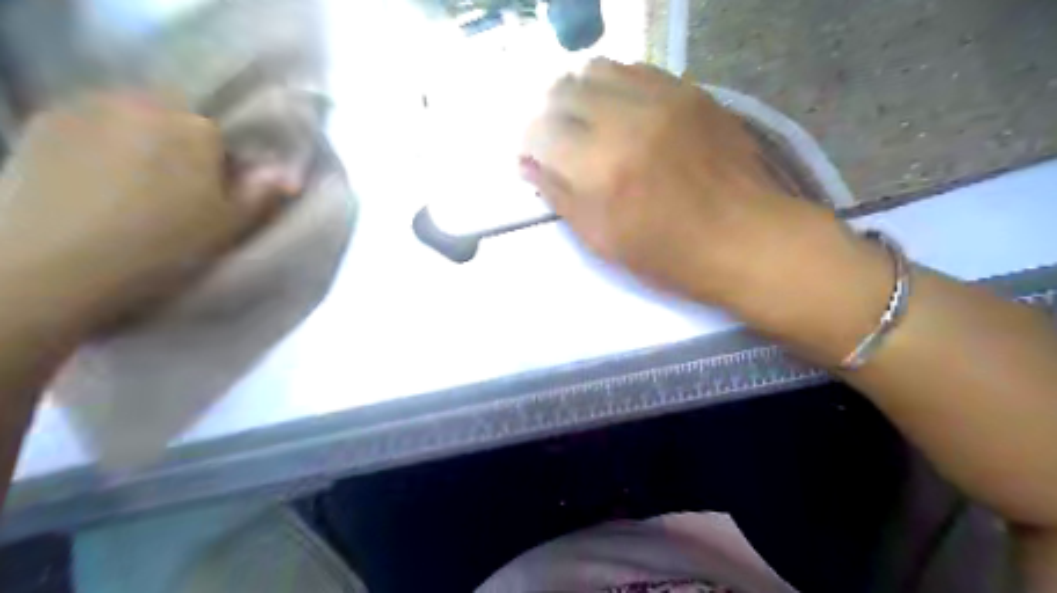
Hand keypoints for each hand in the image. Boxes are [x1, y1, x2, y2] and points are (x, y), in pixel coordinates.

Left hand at [0, 92, 285, 333]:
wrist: (56, 266)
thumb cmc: (162, 247)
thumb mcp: (228, 227)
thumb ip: (262, 195)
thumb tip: (290, 174)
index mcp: (195, 127)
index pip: (223, 132)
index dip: (224, 161)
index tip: (217, 191)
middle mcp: (142, 104)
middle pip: (176, 115)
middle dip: (183, 142)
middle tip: (179, 187)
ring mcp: (86, 108)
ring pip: (132, 115)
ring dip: (141, 138)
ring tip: (134, 182)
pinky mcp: (43, 122)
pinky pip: (89, 121)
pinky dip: (100, 141)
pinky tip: (96, 177)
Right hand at [519, 60, 876, 332]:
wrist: (744, 238)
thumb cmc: (667, 255)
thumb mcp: (601, 239)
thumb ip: (558, 195)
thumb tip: (527, 163)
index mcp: (599, 169)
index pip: (539, 130)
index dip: (530, 144)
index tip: (536, 158)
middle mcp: (625, 121)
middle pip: (562, 90)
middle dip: (550, 115)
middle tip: (560, 141)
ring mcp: (661, 99)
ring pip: (597, 69)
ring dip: (581, 94)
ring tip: (590, 123)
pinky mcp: (689, 91)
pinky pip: (636, 70)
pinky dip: (617, 88)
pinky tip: (624, 114)